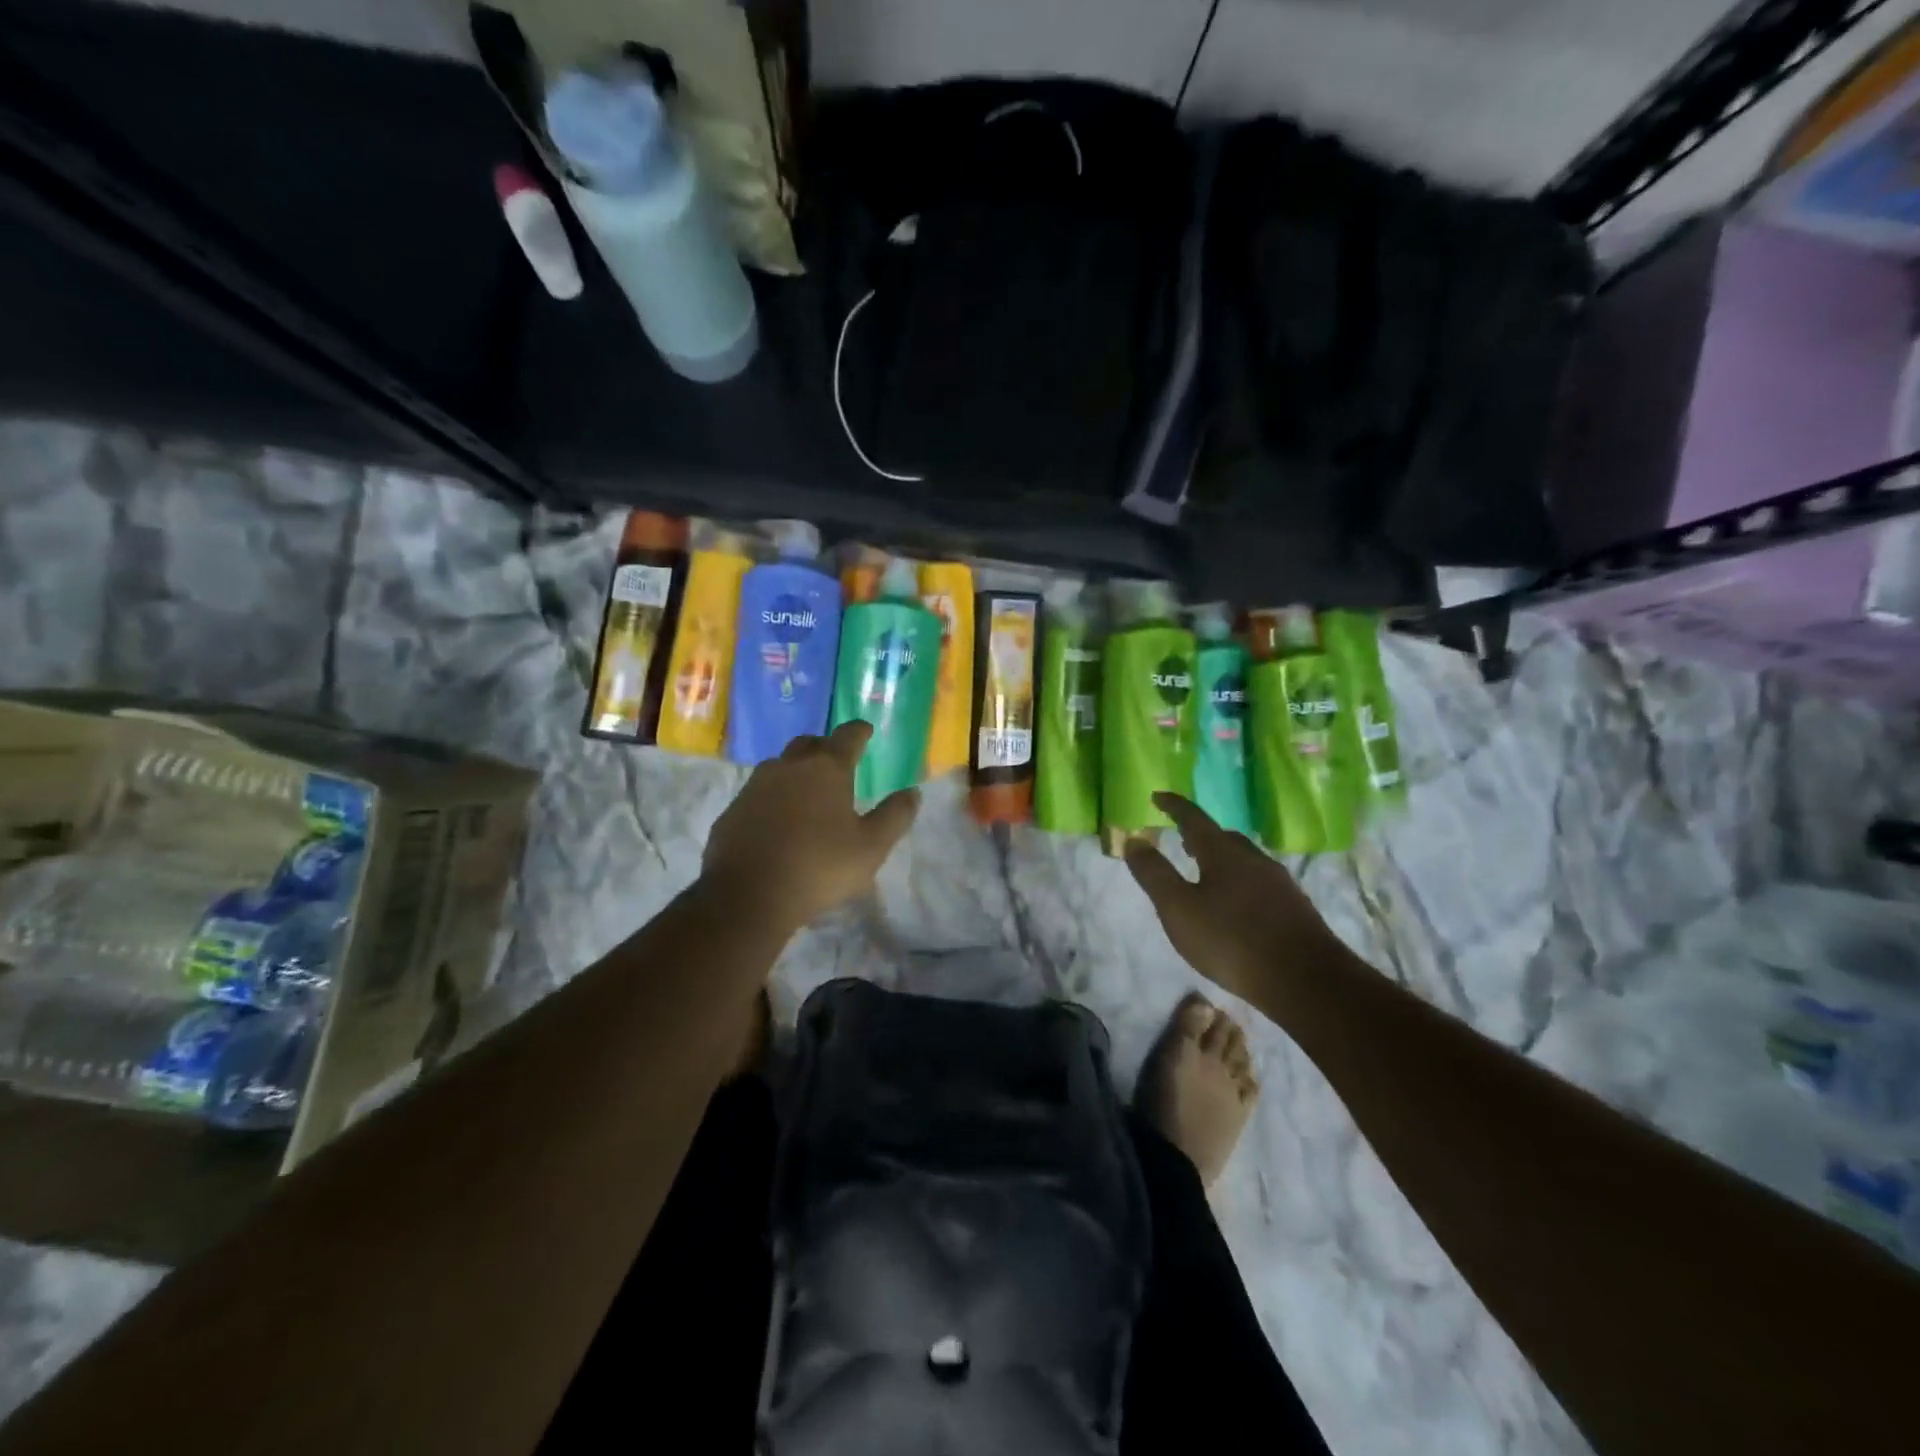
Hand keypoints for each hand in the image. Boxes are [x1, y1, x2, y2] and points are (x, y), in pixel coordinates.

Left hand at [702, 721, 918, 930]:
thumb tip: (913, 792)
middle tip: (837, 761)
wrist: (747, 896)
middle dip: (826, 747)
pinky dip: (773, 797)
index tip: (866, 730)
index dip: (859, 731)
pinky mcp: (733, 809)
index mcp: (826, 769)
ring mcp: (755, 786)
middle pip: (809, 743)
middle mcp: (789, 766)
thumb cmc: (819, 867)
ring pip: (780, 765)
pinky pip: (758, 792)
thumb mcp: (871, 847)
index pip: (847, 736)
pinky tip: (779, 820)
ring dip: (796, 770)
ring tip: (808, 791)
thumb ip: (895, 816)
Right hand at [1124, 791, 1342, 1010]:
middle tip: (1181, 841)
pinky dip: (1241, 882)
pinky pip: (1260, 882)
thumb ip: (1154, 874)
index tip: (1157, 797)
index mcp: (1223, 853)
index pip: (1194, 818)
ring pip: (1245, 860)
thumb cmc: (1231, 940)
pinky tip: (1237, 906)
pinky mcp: (1295, 908)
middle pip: (1224, 837)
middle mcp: (1254, 859)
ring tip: (1206, 874)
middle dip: (1200, 835)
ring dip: (1222, 859)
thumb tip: (1134, 840)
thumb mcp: (1178, 909)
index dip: (1174, 806)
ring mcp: (1279, 883)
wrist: (1306, 980)